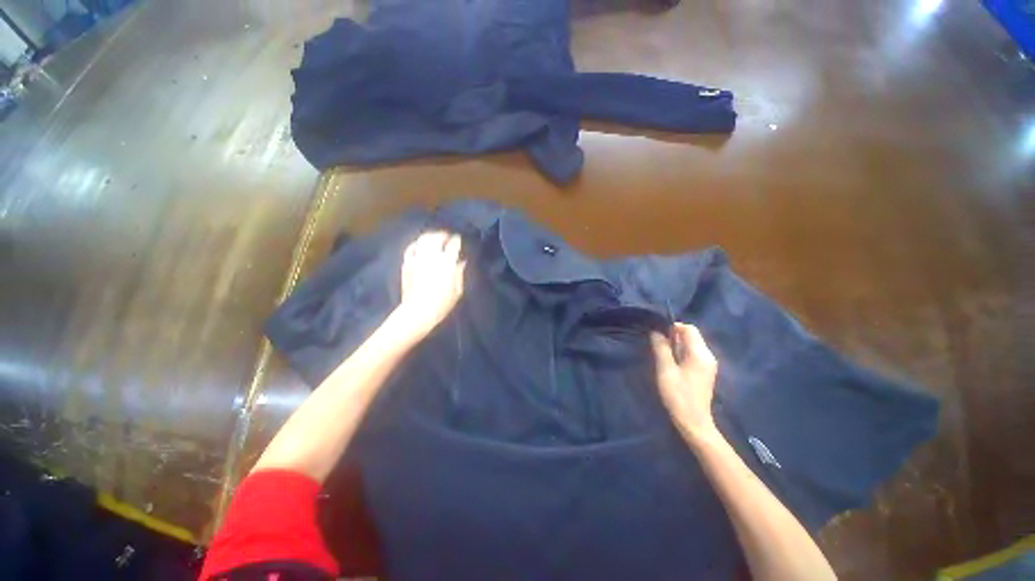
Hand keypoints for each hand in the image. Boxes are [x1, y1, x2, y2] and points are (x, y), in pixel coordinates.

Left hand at [393, 231, 466, 338]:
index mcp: (446, 263)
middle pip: (437, 237)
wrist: (417, 312)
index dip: (457, 240)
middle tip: (447, 236)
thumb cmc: (442, 304)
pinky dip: (416, 244)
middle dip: (443, 235)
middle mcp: (431, 257)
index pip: (453, 245)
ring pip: (423, 239)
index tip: (459, 239)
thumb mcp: (457, 291)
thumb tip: (461, 261)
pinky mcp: (407, 263)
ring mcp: (417, 259)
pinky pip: (411, 248)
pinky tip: (420, 245)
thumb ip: (459, 273)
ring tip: (435, 238)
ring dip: (430, 236)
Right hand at [650, 323, 719, 442]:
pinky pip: (693, 354)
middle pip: (692, 336)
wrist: (694, 422)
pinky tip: (672, 362)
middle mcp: (708, 356)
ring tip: (662, 353)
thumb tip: (656, 332)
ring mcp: (708, 364)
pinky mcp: (705, 371)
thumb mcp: (665, 370)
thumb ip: (661, 348)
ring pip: (692, 344)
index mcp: (700, 354)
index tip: (658, 334)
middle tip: (658, 344)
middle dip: (674, 336)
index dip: (673, 327)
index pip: (689, 329)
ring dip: (677, 344)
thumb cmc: (678, 395)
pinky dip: (681, 352)